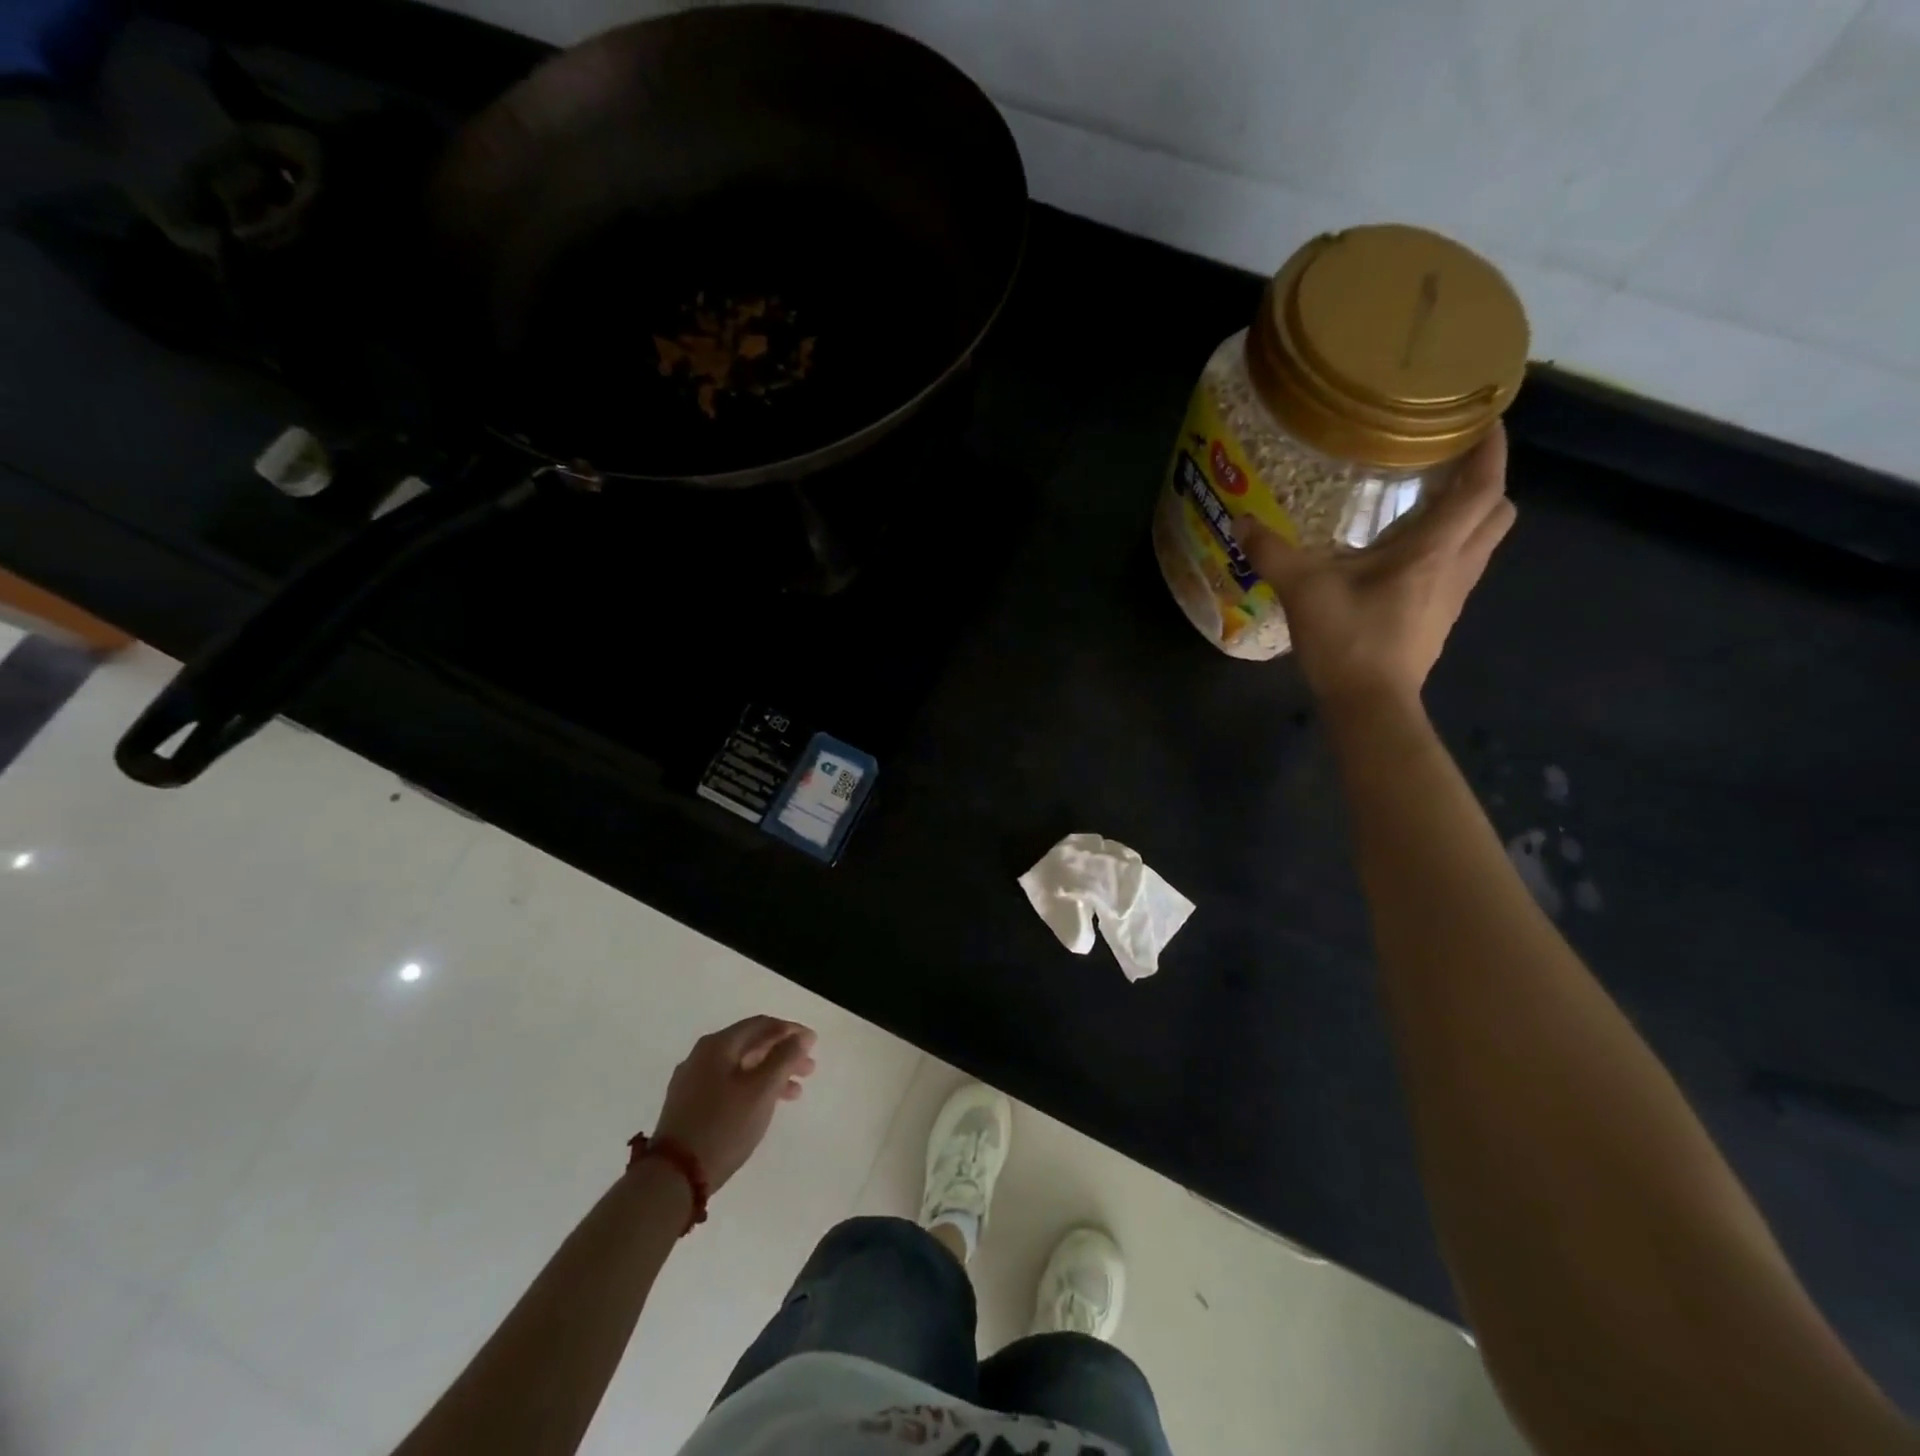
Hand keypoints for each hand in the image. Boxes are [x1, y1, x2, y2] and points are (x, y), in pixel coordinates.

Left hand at [651, 1016, 817, 1191]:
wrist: (673, 1176)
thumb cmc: (724, 1126)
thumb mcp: (762, 1089)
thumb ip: (785, 1057)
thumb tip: (801, 1035)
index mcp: (718, 1045)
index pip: (761, 1025)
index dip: (790, 1030)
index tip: (813, 1043)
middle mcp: (702, 1055)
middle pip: (750, 1045)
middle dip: (782, 1053)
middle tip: (808, 1069)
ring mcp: (692, 1081)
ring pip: (740, 1067)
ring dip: (770, 1073)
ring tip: (794, 1092)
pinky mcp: (688, 1105)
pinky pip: (727, 1084)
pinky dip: (751, 1088)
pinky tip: (764, 1105)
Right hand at [1237, 425, 1514, 707]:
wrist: (1370, 704)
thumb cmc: (1348, 640)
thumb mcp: (1303, 591)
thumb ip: (1273, 553)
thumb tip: (1241, 522)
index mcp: (1434, 550)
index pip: (1483, 487)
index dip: (1491, 449)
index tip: (1483, 419)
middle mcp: (1457, 566)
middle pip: (1498, 512)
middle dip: (1485, 482)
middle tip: (1450, 466)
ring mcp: (1454, 596)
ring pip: (1483, 542)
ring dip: (1468, 517)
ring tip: (1427, 504)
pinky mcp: (1440, 618)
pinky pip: (1460, 568)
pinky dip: (1448, 549)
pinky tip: (1405, 556)